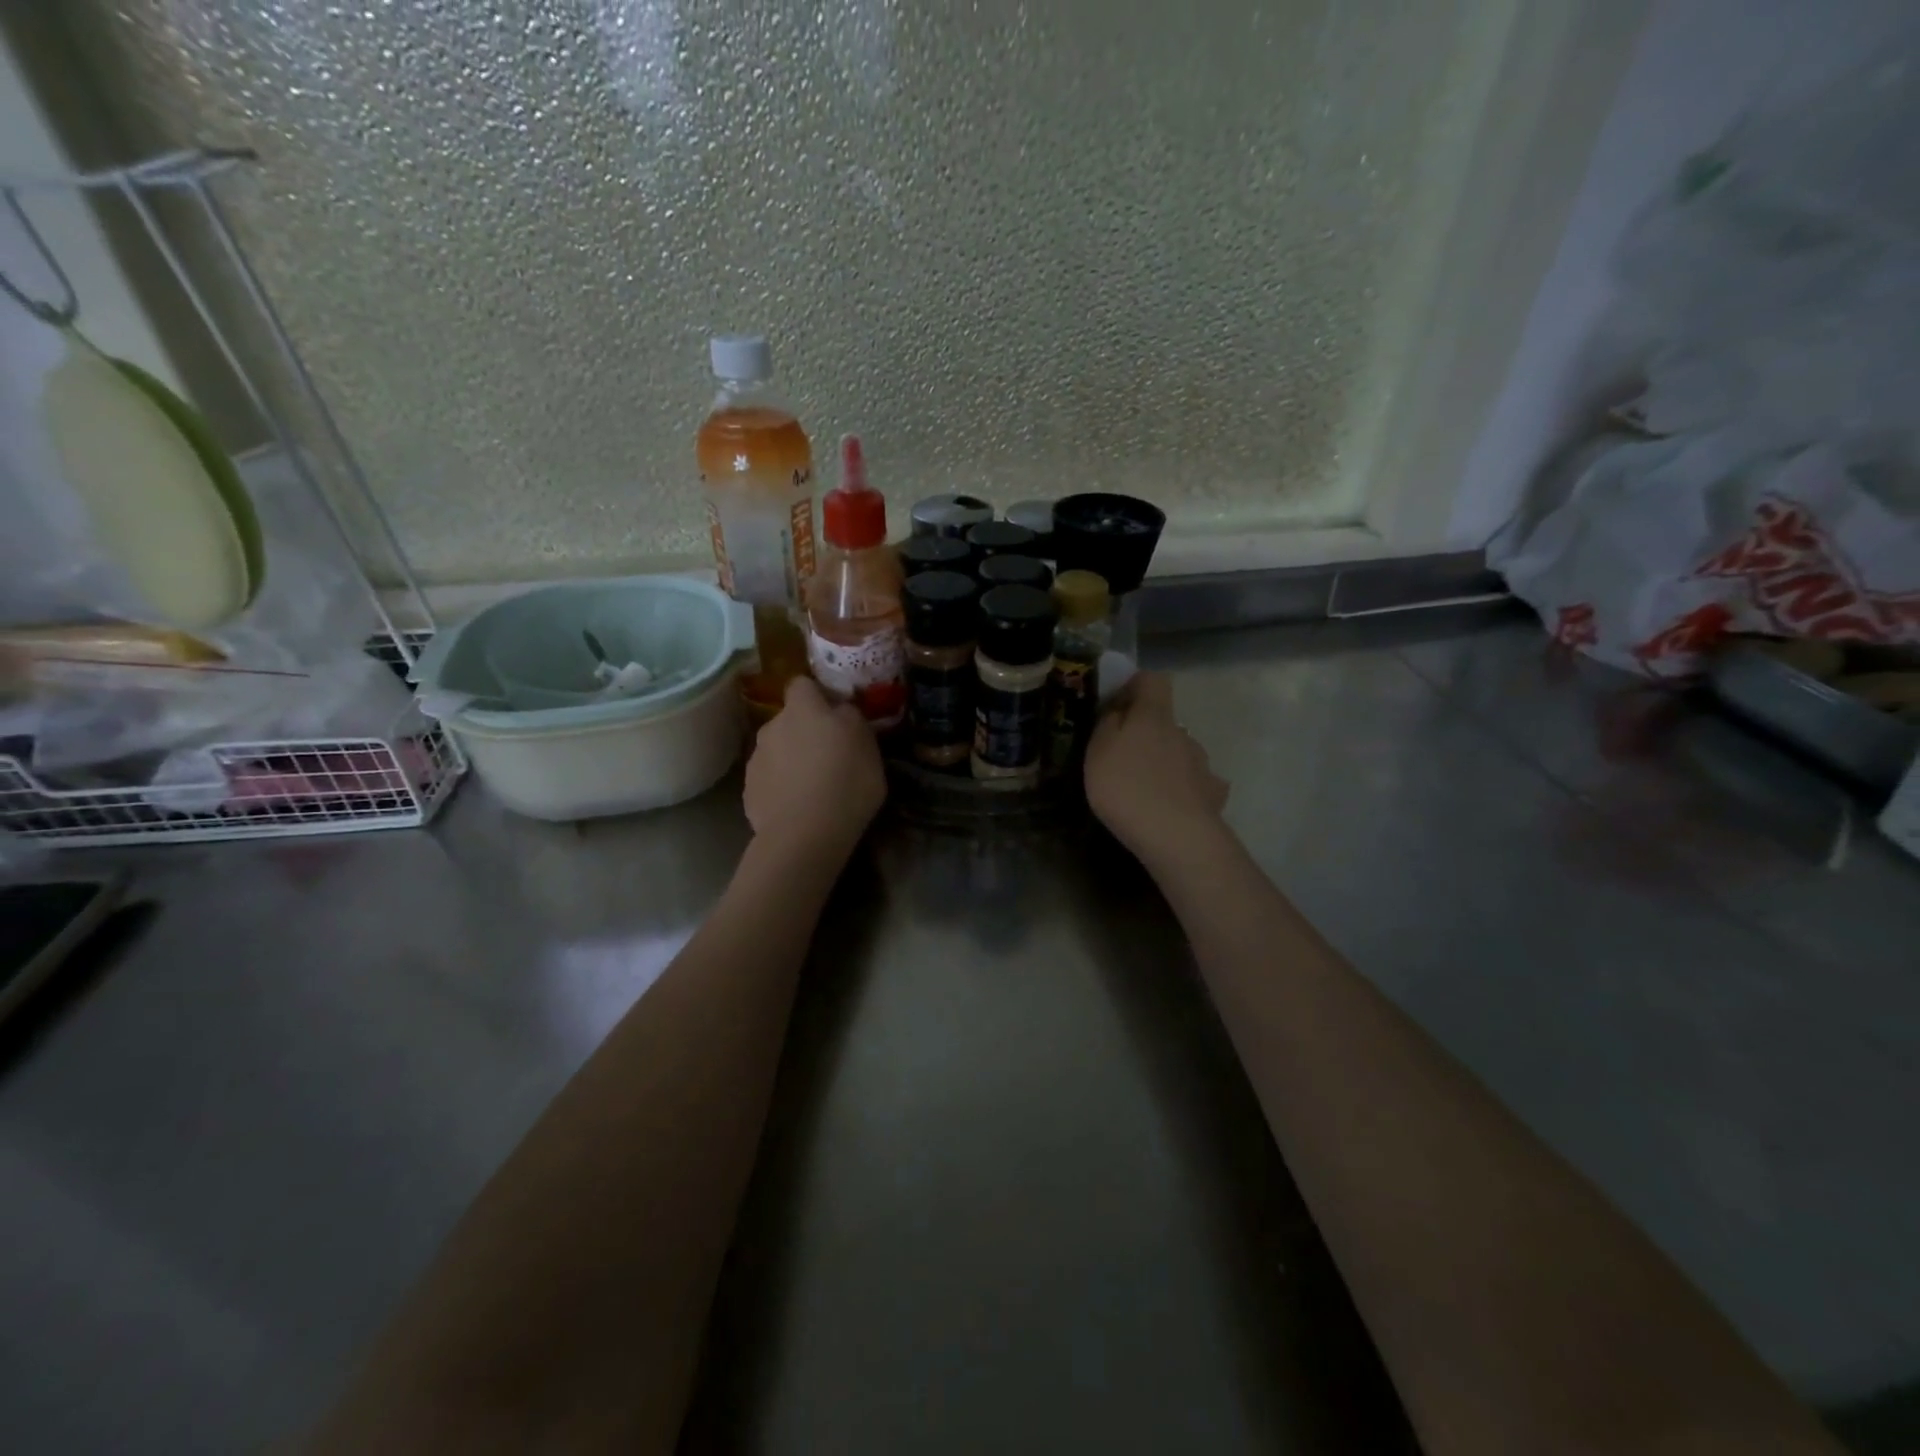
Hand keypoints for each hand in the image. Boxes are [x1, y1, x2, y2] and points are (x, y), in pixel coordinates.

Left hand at [743, 676, 886, 859]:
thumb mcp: (868, 745)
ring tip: (813, 787)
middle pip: (789, 720)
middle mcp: (772, 726)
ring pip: (777, 750)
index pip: (802, 683)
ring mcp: (756, 760)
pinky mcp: (749, 791)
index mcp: (803, 709)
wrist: (805, 834)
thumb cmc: (846, 782)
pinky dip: (781, 788)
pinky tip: (797, 807)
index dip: (817, 695)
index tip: (834, 712)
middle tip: (829, 755)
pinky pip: (769, 781)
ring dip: (791, 760)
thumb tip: (841, 711)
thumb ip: (851, 719)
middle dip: (805, 731)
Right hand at [1084, 672, 1227, 865]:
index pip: (1152, 680)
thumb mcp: (1098, 751)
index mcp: (1153, 716)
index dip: (1134, 686)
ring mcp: (1201, 764)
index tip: (1115, 706)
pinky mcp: (1212, 794)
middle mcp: (1182, 733)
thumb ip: (1107, 724)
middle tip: (1121, 759)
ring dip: (1163, 762)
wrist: (1177, 837)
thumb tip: (1119, 709)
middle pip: (1164, 721)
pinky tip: (1170, 808)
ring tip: (1144, 790)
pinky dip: (1182, 790)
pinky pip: (1194, 784)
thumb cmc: (1127, 787)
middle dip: (1145, 733)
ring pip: (1179, 752)